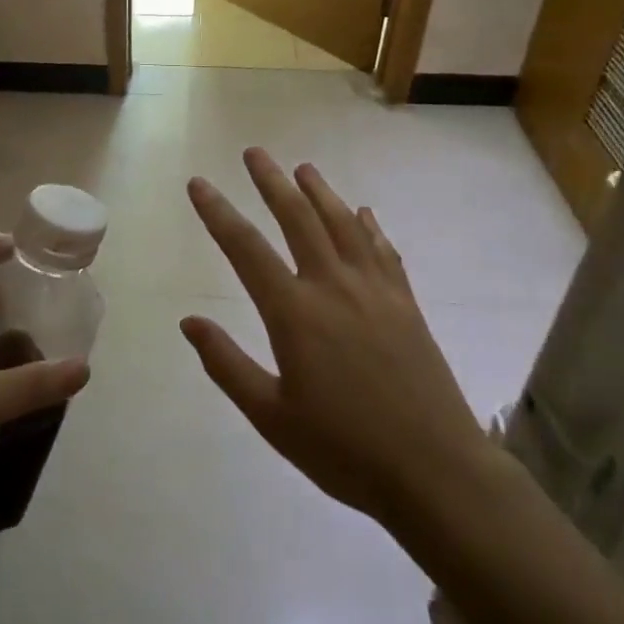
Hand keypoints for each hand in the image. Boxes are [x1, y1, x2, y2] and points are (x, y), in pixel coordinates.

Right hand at [183, 149, 498, 526]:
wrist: (435, 470)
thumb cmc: (344, 450)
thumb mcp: (271, 418)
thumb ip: (227, 365)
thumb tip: (188, 322)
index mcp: (295, 314)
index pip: (245, 249)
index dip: (218, 213)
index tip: (198, 183)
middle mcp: (333, 286)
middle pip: (297, 218)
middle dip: (271, 181)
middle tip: (254, 152)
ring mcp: (375, 290)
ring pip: (343, 224)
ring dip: (320, 192)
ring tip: (303, 168)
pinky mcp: (406, 302)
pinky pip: (383, 250)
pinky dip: (369, 226)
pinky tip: (363, 212)